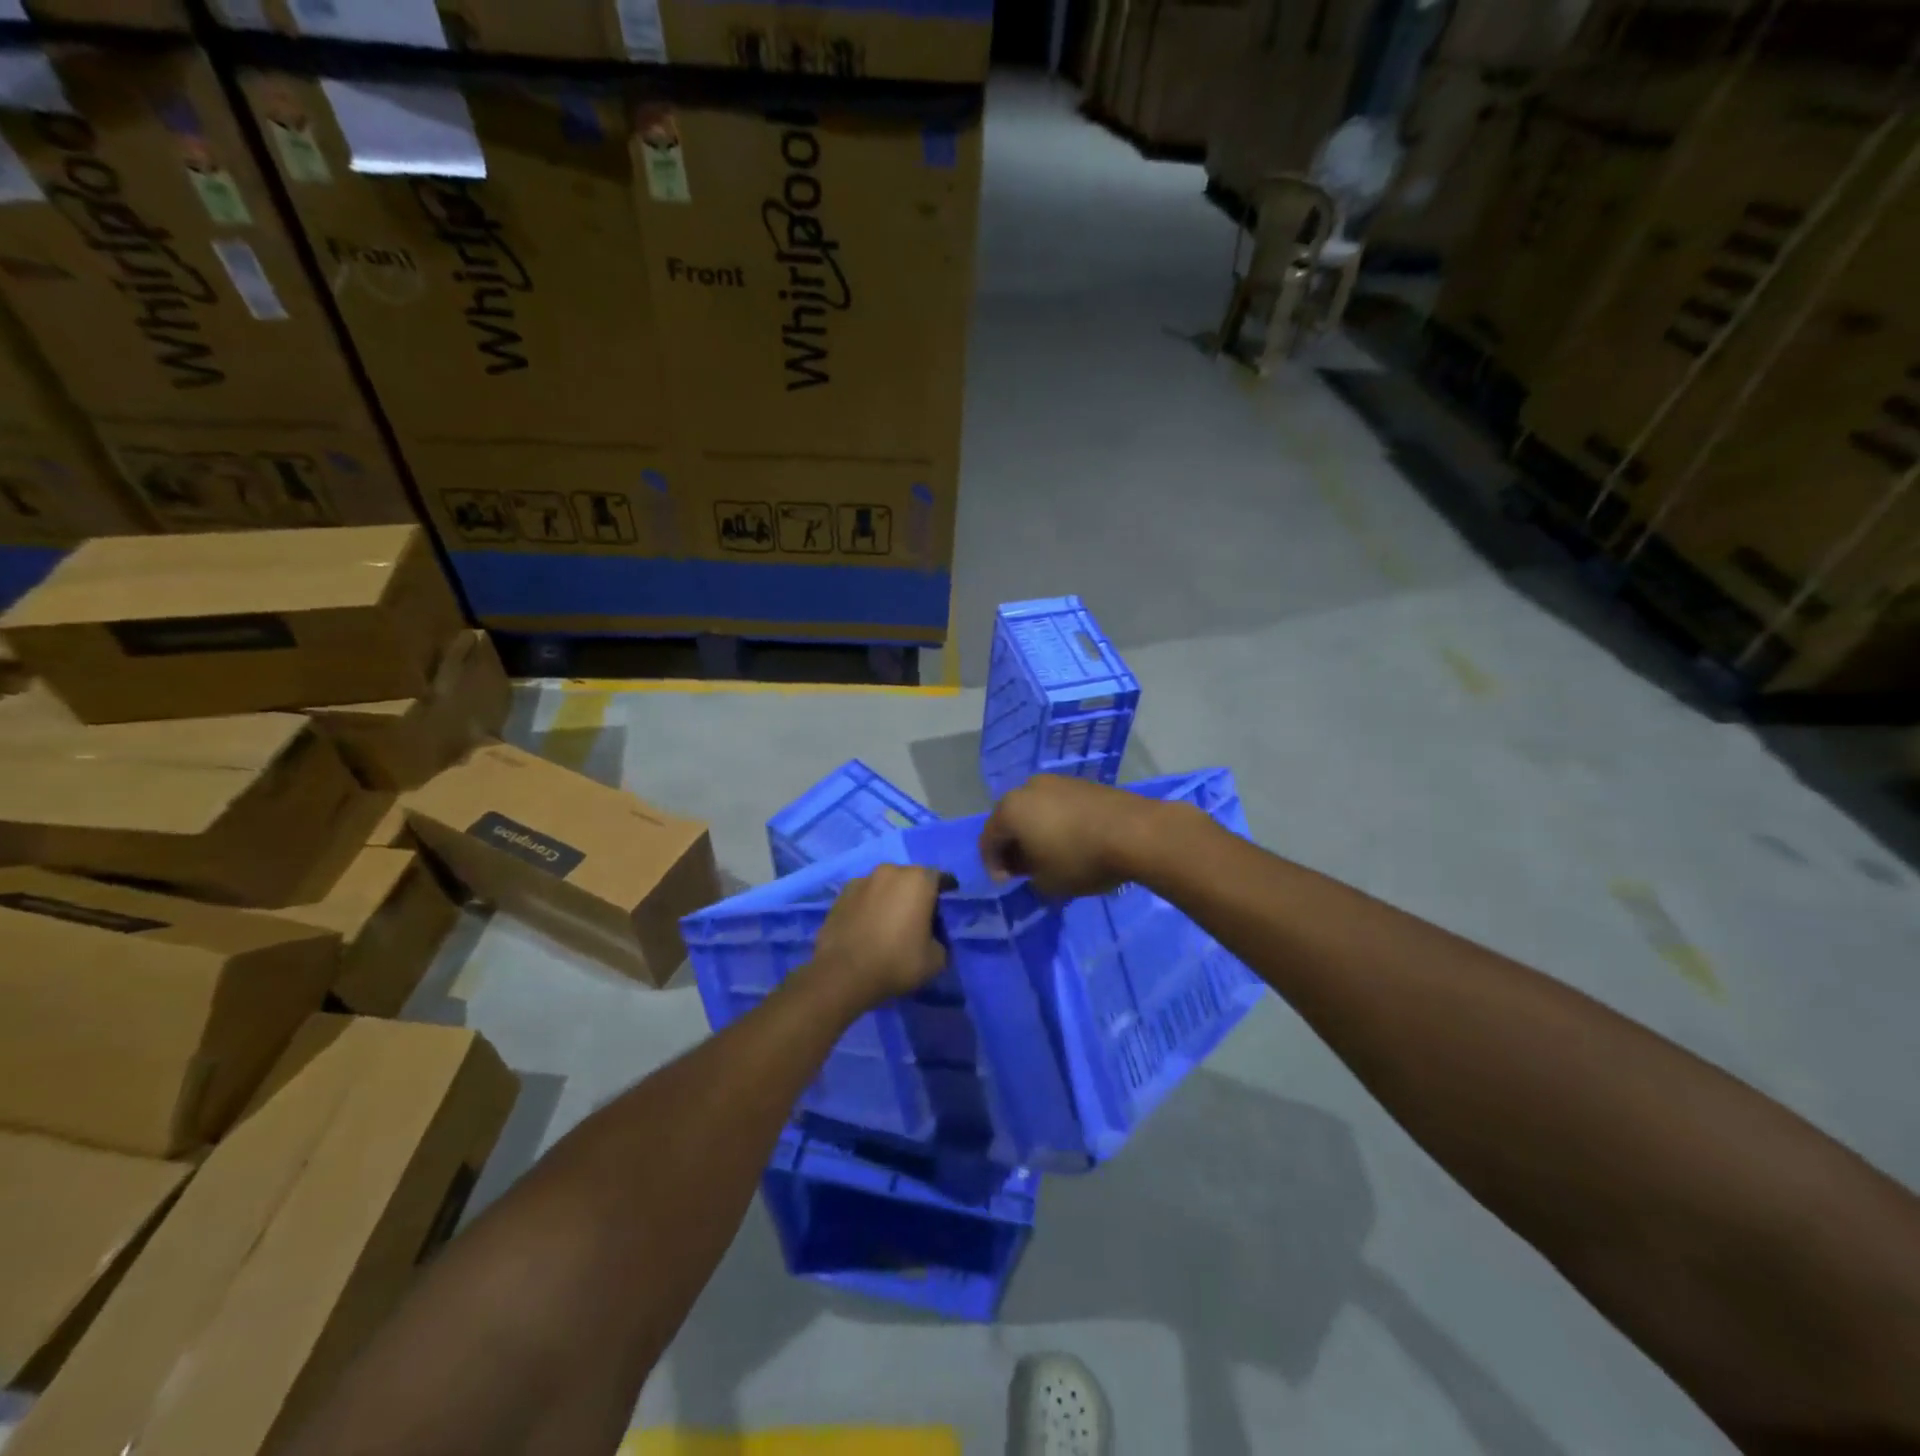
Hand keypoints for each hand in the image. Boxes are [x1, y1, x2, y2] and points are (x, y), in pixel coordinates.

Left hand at [808, 864, 947, 1013]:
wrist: (843, 974)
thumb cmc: (896, 962)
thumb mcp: (936, 960)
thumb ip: (941, 941)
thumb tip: (932, 938)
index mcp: (918, 880)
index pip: (940, 878)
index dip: (946, 889)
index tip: (947, 902)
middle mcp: (890, 871)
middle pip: (911, 878)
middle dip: (917, 892)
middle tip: (919, 915)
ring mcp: (862, 880)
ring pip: (885, 885)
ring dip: (891, 897)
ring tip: (890, 921)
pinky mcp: (840, 895)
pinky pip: (864, 896)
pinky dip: (870, 905)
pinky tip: (868, 925)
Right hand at [980, 776, 1167, 897]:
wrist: (1135, 832)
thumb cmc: (1081, 859)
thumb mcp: (1046, 882)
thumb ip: (1028, 876)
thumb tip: (1030, 865)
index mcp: (1010, 810)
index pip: (988, 840)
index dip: (992, 865)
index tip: (1006, 883)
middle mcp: (1027, 788)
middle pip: (1010, 819)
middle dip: (1013, 845)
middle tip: (1024, 868)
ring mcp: (1057, 781)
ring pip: (1035, 809)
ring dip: (1036, 831)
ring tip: (1049, 854)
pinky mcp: (1083, 782)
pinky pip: (1058, 805)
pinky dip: (1057, 822)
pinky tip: (1072, 840)